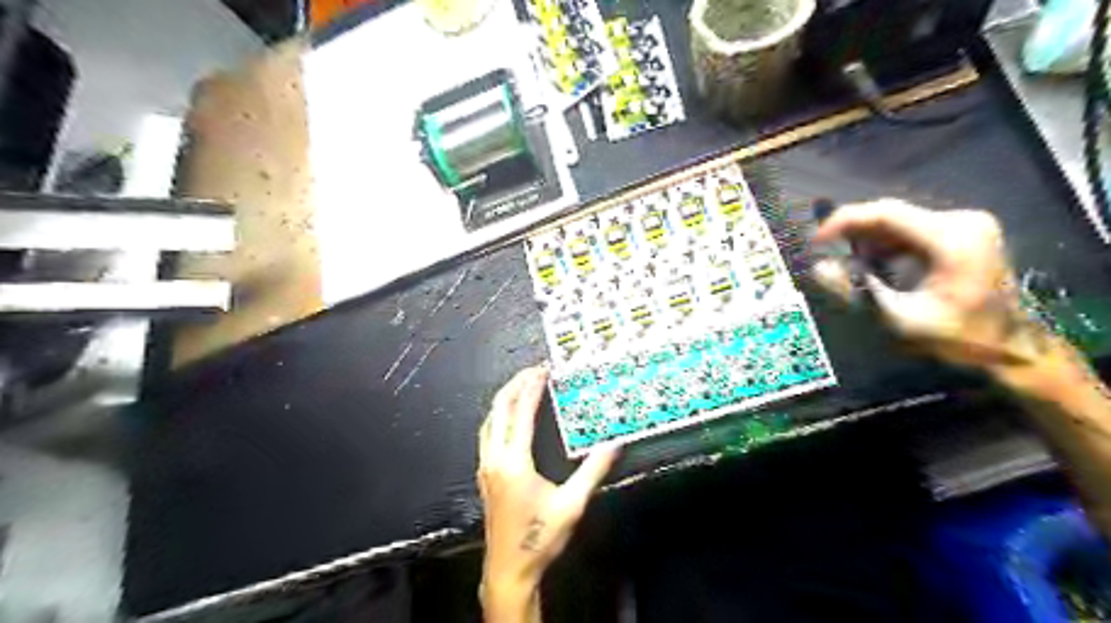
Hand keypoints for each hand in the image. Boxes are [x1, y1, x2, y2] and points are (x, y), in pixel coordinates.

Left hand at [476, 365, 620, 617]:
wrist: (509, 570)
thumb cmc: (539, 538)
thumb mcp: (571, 504)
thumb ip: (593, 471)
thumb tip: (614, 444)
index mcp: (514, 461)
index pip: (521, 412)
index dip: (532, 387)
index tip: (544, 370)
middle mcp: (495, 458)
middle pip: (499, 408)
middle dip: (515, 384)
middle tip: (534, 370)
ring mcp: (486, 466)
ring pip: (489, 419)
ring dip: (505, 398)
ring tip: (522, 385)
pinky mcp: (484, 475)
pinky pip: (487, 433)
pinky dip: (499, 415)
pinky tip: (508, 417)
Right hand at [813, 200, 1051, 371]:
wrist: (1012, 347)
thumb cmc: (959, 337)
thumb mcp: (901, 318)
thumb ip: (858, 290)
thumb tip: (817, 269)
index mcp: (952, 238)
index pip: (886, 214)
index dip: (845, 221)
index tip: (816, 240)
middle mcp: (961, 221)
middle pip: (891, 215)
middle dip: (853, 232)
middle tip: (822, 252)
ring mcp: (965, 225)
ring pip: (898, 222)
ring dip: (866, 239)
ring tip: (841, 261)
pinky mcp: (962, 233)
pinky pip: (911, 231)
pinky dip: (884, 245)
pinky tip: (868, 263)